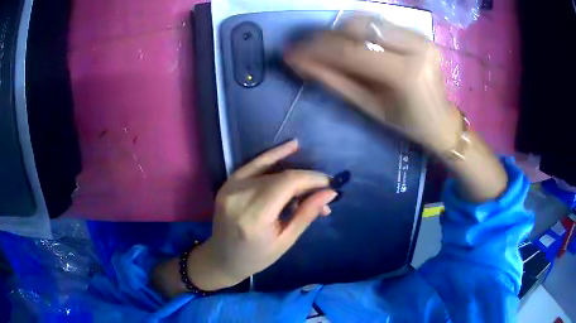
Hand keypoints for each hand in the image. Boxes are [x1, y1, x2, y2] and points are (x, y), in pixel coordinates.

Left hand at [188, 140, 337, 290]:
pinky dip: (274, 155)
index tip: (330, 184)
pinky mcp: (228, 182)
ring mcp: (231, 187)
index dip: (312, 179)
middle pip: (281, 176)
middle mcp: (240, 196)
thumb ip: (306, 214)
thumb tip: (329, 192)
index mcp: (254, 217)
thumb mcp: (285, 241)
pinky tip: (293, 146)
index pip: (288, 184)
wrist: (222, 258)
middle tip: (323, 189)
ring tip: (312, 180)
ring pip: (271, 170)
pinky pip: (255, 163)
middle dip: (307, 179)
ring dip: (295, 173)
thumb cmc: (256, 257)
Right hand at [285, 15, 460, 153]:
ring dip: (340, 31)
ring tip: (326, 46)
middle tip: (307, 48)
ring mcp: (419, 36)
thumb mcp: (370, 107)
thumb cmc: (407, 123)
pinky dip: (359, 29)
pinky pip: (379, 23)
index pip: (351, 51)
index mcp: (405, 73)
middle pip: (358, 27)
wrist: (442, 120)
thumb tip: (300, 63)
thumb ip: (335, 81)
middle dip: (326, 36)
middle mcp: (415, 46)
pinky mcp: (419, 33)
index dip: (316, 50)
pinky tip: (349, 41)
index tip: (292, 52)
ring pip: (367, 20)